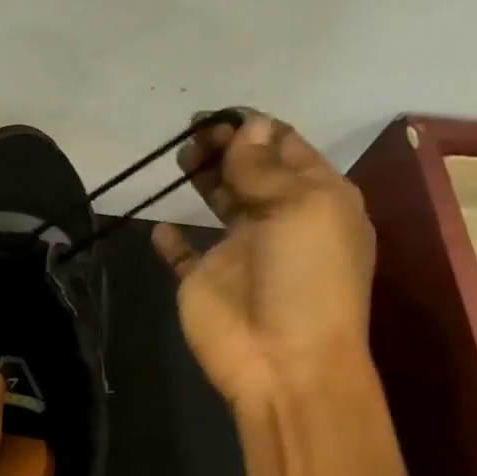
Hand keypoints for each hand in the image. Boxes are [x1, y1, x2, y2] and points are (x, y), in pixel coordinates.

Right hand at [152, 112, 375, 414]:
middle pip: (249, 170)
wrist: (282, 360)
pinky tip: (160, 225)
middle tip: (192, 134)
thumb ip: (265, 168)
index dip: (255, 128)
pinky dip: (171, 239)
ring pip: (218, 202)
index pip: (286, 149)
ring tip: (179, 157)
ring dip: (202, 178)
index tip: (219, 115)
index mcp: (316, 199)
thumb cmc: (305, 279)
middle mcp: (278, 219)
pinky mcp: (203, 281)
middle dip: (225, 146)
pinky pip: (183, 254)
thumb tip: (249, 126)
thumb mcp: (299, 209)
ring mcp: (238, 251)